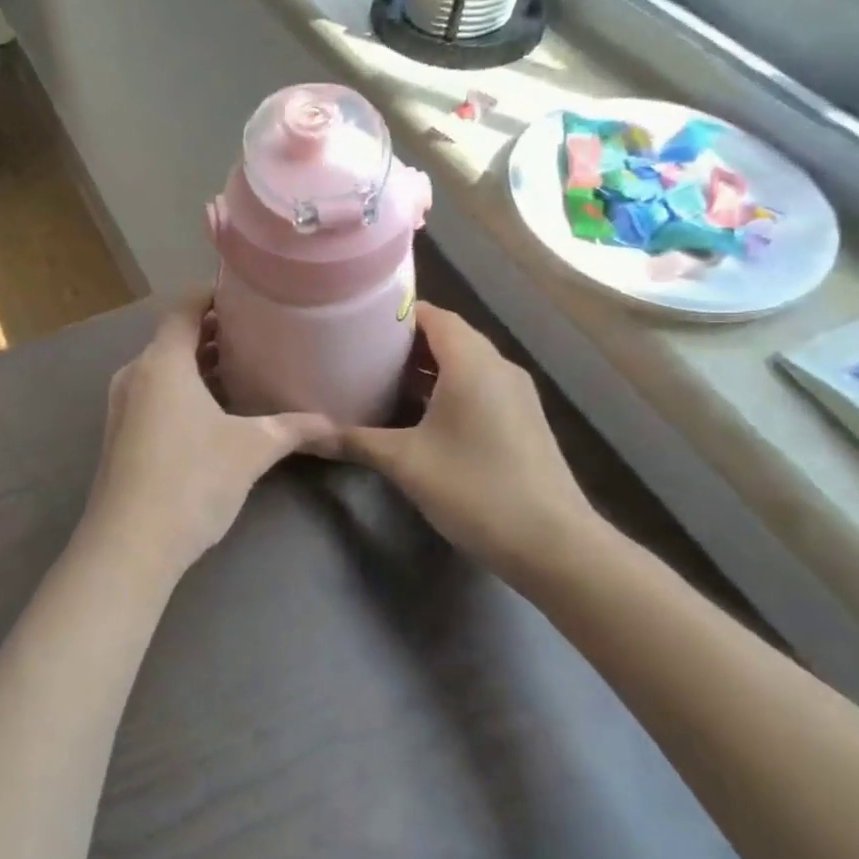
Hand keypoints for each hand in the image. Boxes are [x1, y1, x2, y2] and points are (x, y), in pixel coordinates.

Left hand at [85, 295, 334, 579]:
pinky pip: (154, 394)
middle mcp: (136, 374)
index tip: (247, 294)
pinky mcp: (120, 434)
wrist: (129, 545)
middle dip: (213, 333)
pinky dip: (183, 390)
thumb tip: (333, 424)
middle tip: (257, 333)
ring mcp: (122, 405)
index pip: (185, 307)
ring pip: (164, 369)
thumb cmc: (191, 480)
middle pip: (175, 337)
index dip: (214, 294)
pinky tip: (214, 412)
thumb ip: (292, 428)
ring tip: (242, 369)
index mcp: (162, 362)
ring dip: (198, 365)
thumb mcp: (251, 450)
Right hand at [334, 303, 599, 587]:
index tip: (357, 320)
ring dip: (426, 366)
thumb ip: (354, 441)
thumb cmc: (476, 489)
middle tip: (360, 349)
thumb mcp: (405, 463)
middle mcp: (498, 368)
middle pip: (449, 336)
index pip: (434, 315)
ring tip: (380, 376)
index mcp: (472, 364)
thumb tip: (305, 435)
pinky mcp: (521, 419)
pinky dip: (446, 386)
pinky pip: (478, 385)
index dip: (396, 313)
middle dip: (405, 340)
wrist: (554, 544)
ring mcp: (515, 394)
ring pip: (465, 362)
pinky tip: (417, 412)